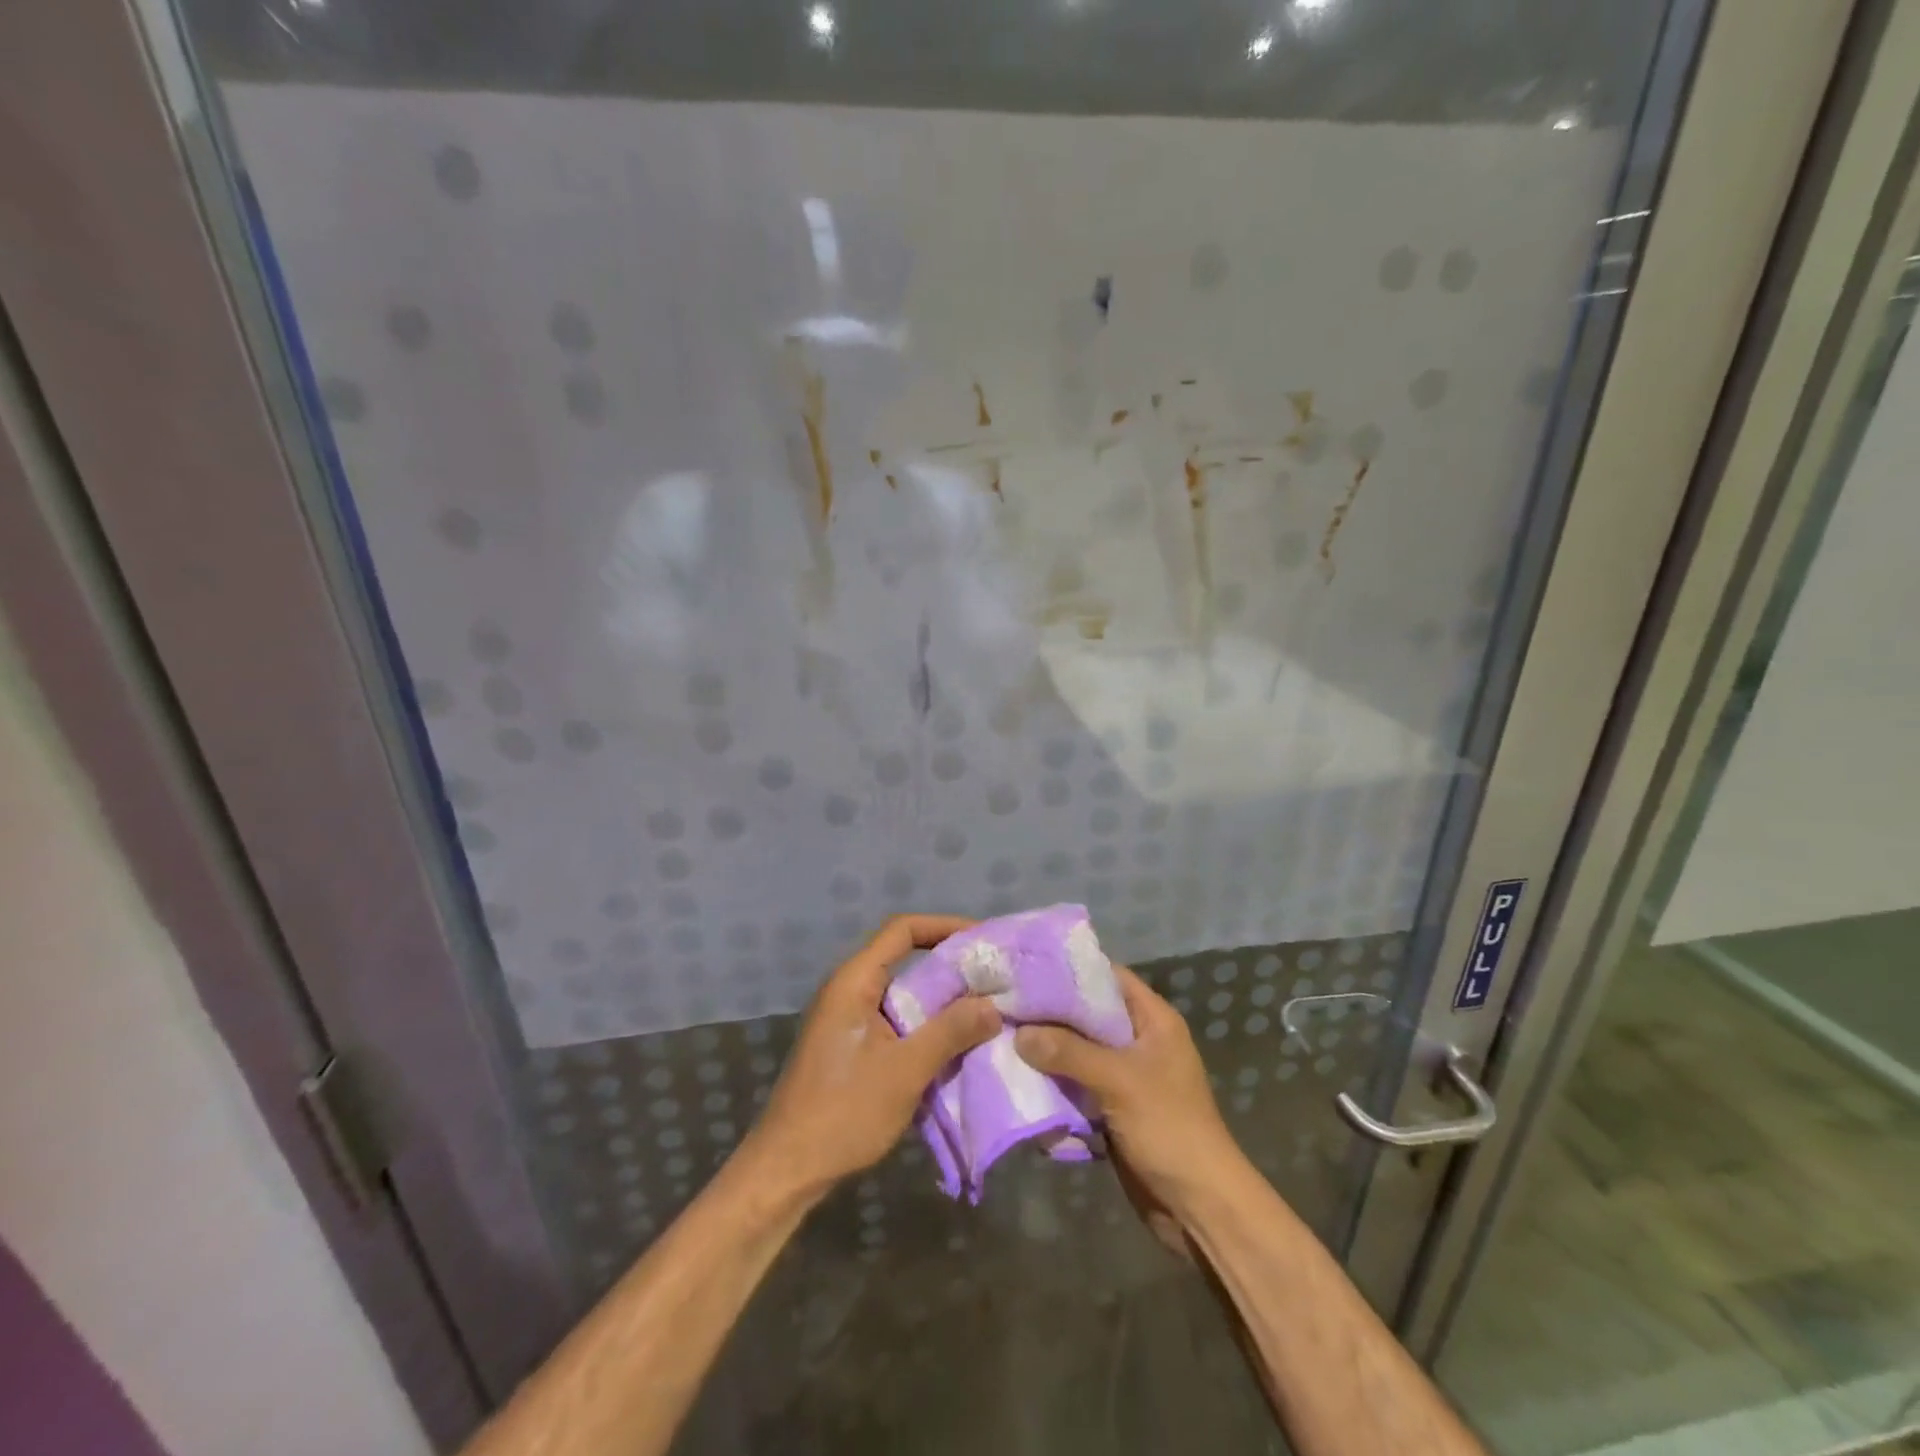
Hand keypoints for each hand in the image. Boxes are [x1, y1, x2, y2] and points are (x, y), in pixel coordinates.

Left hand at [737, 915, 1000, 1204]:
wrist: (787, 1169)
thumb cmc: (843, 1112)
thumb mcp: (905, 1070)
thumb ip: (950, 1032)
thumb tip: (992, 1005)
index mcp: (854, 981)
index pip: (902, 930)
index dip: (944, 926)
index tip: (983, 938)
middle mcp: (849, 990)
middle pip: (904, 958)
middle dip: (950, 965)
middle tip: (994, 977)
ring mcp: (848, 1019)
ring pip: (903, 993)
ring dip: (941, 999)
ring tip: (985, 1007)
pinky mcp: (851, 1046)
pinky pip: (896, 1020)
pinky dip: (926, 1024)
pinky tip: (956, 1044)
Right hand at [1014, 966, 1246, 1222]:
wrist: (1198, 1207)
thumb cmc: (1169, 1129)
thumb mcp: (1119, 1081)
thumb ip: (1068, 1052)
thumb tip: (1019, 1033)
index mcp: (1153, 1020)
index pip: (1108, 976)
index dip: (1070, 970)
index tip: (1027, 968)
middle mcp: (1139, 1040)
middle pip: (1087, 1014)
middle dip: (1049, 1013)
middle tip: (1005, 1004)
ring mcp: (1125, 1075)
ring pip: (1078, 1051)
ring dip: (1047, 1051)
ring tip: (1002, 1038)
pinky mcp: (1112, 1107)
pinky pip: (1077, 1084)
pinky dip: (1054, 1083)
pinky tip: (1020, 1079)